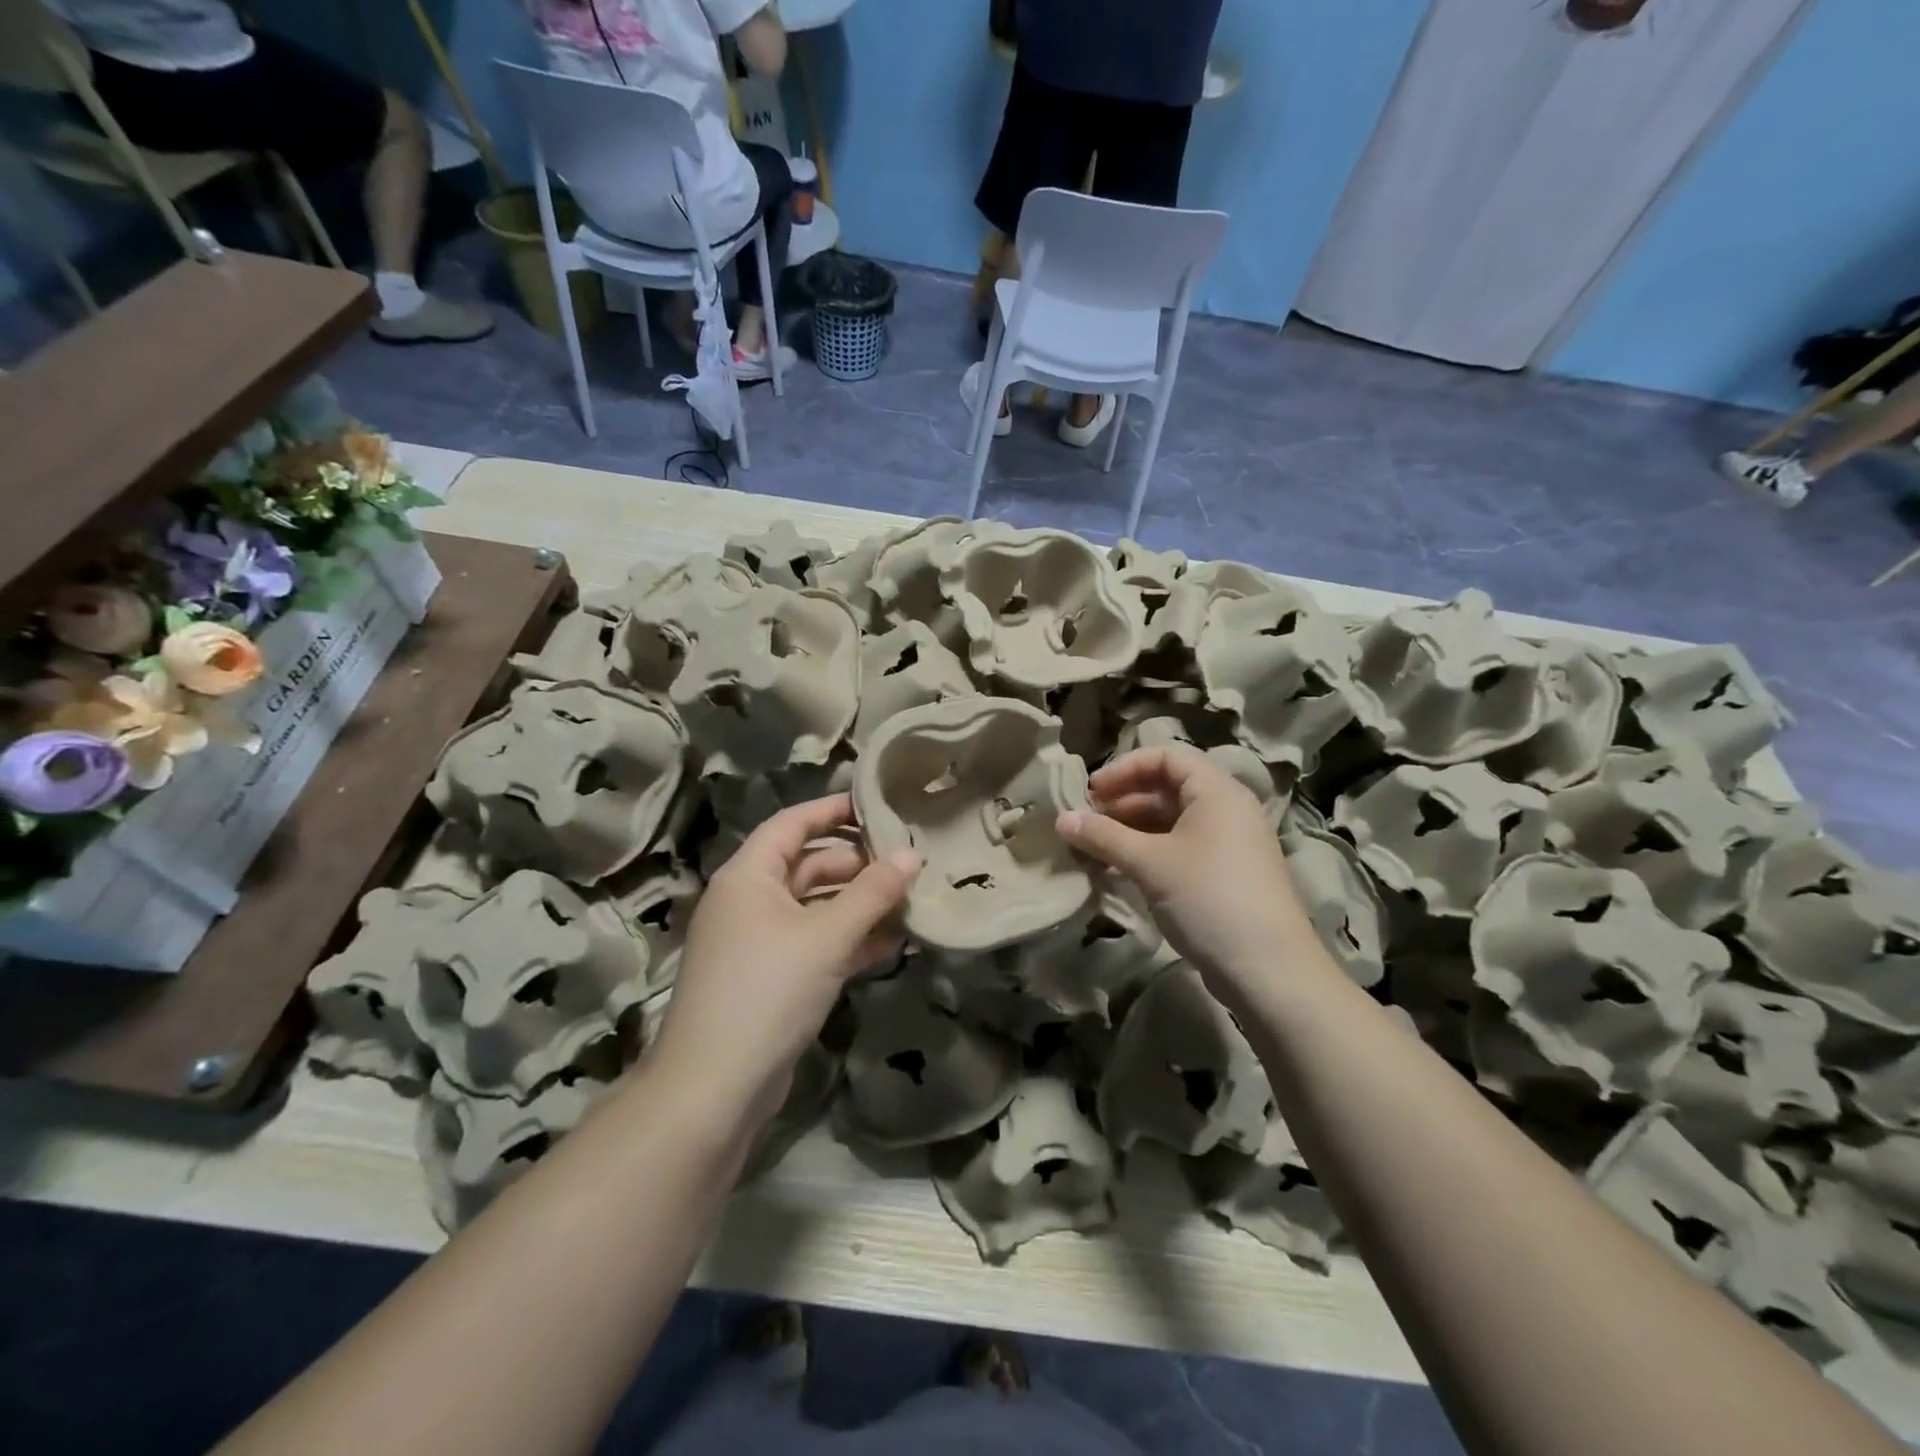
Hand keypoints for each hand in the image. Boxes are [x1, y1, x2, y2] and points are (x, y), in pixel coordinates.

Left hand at [651, 795, 918, 1127]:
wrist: (714, 1087)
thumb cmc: (767, 991)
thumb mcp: (826, 937)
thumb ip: (872, 893)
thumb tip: (912, 855)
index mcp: (748, 876)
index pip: (793, 823)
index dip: (833, 810)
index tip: (879, 805)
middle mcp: (749, 900)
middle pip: (808, 865)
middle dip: (857, 865)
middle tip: (908, 862)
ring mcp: (758, 941)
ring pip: (815, 907)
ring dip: (859, 906)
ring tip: (910, 902)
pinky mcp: (771, 978)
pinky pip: (814, 943)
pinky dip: (848, 940)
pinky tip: (892, 943)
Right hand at [1057, 746, 1320, 1007]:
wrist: (1268, 969)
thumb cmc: (1208, 897)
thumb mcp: (1149, 863)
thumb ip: (1103, 837)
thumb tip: (1061, 819)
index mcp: (1216, 791)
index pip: (1167, 756)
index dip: (1125, 768)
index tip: (1092, 791)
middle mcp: (1227, 809)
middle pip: (1168, 788)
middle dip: (1124, 801)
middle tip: (1088, 822)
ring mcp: (1230, 844)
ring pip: (1173, 822)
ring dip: (1132, 830)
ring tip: (1096, 850)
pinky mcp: (1227, 875)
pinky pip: (1181, 848)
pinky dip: (1149, 853)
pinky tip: (1119, 872)